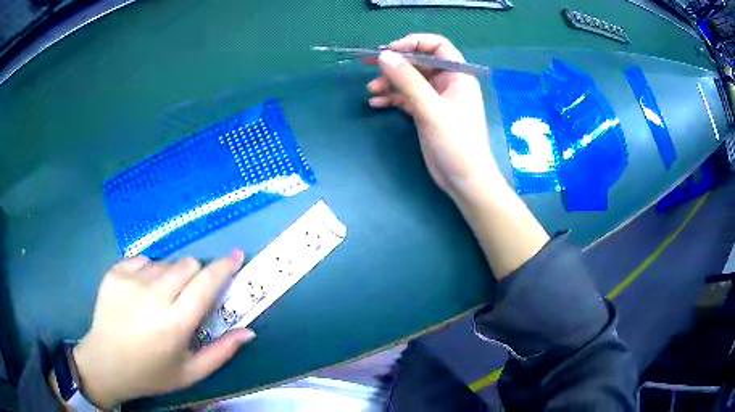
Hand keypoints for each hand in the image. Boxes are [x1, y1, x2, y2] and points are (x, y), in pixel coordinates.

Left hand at [72, 251, 254, 407]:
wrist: (106, 362)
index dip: (224, 267)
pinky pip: (143, 260)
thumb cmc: (151, 373)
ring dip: (171, 277)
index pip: (206, 284)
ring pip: (165, 262)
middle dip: (196, 274)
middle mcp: (153, 297)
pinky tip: (140, 294)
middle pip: (187, 264)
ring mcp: (130, 281)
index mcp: (174, 324)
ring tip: (159, 300)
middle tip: (188, 295)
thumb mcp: (191, 373)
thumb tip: (249, 331)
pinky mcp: (115, 272)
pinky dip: (149, 273)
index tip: (236, 256)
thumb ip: (222, 352)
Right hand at [367, 33, 503, 200]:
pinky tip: (376, 103)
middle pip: (419, 62)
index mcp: (457, 75)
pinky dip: (392, 98)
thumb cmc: (456, 143)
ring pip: (409, 81)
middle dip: (395, 64)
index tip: (389, 51)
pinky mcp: (426, 113)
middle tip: (370, 67)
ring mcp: (435, 99)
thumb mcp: (431, 109)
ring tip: (371, 91)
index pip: (436, 46)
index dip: (413, 43)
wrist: (464, 180)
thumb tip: (385, 56)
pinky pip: (406, 98)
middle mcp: (447, 83)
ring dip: (390, 83)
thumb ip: (408, 80)